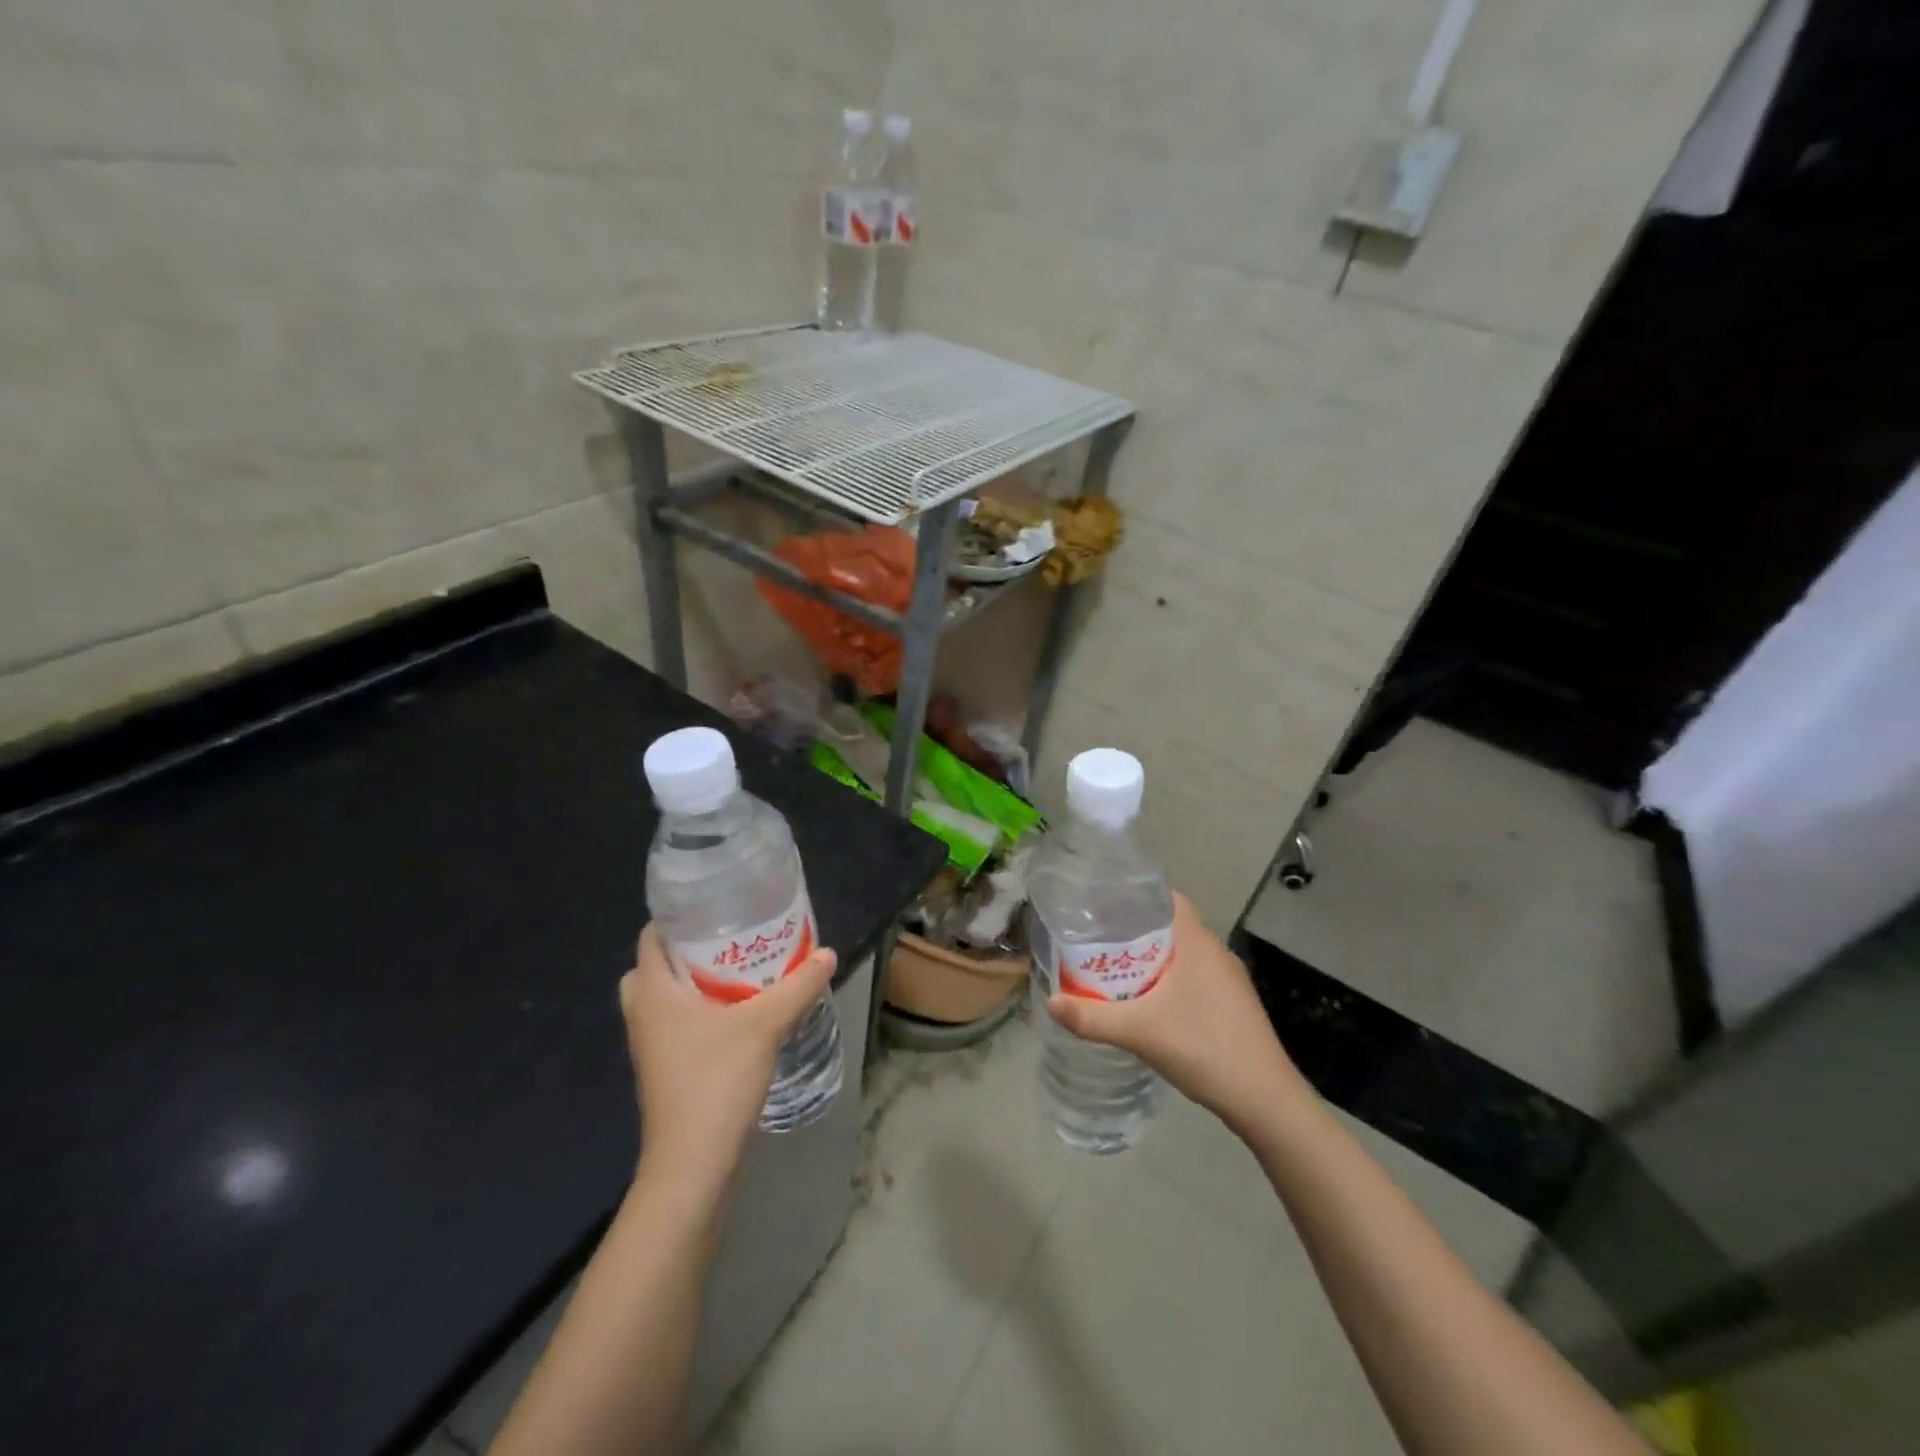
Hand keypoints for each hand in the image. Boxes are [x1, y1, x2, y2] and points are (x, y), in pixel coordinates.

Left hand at [619, 924, 837, 1191]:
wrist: (692, 1165)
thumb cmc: (716, 1082)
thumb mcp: (764, 1026)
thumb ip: (797, 986)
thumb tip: (828, 953)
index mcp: (654, 992)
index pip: (652, 936)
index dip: (680, 915)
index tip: (719, 904)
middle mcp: (644, 1013)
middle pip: (657, 965)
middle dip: (690, 948)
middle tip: (731, 937)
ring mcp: (652, 1045)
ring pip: (667, 996)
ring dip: (696, 981)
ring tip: (740, 969)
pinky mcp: (666, 1068)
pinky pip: (677, 1022)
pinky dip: (699, 1009)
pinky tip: (739, 1011)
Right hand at [1047, 893, 1308, 1135]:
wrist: (1264, 1099)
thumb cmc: (1203, 1048)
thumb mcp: (1139, 1032)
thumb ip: (1091, 1017)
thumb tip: (1050, 1003)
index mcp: (1197, 942)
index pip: (1167, 898)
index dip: (1136, 896)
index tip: (1102, 905)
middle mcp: (1215, 952)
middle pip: (1170, 926)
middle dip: (1134, 930)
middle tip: (1096, 939)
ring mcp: (1229, 980)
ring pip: (1182, 954)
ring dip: (1151, 958)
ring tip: (1114, 968)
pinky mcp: (1233, 1005)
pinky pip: (1193, 977)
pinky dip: (1168, 979)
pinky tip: (1147, 1002)